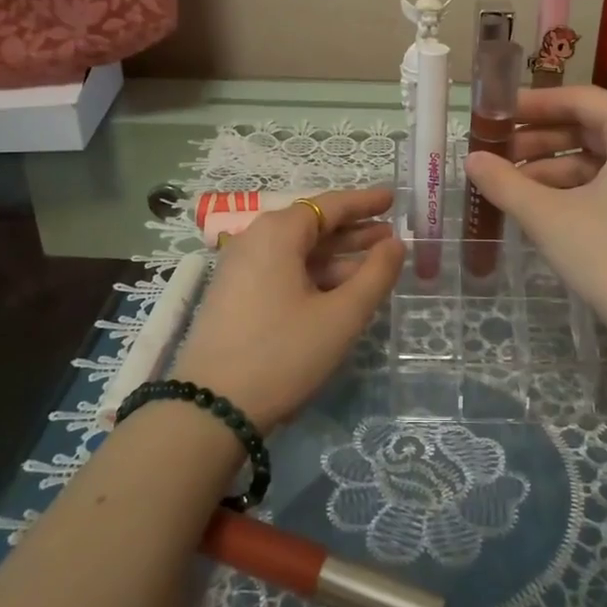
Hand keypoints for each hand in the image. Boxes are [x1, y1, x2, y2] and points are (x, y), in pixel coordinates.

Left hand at [175, 187, 403, 431]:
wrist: (211, 409)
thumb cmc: (284, 353)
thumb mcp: (341, 316)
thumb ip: (375, 275)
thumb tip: (395, 244)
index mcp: (277, 233)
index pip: (330, 205)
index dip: (365, 202)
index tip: (393, 198)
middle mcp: (254, 240)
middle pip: (313, 227)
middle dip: (355, 231)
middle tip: (393, 235)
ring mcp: (240, 268)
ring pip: (298, 252)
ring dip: (337, 257)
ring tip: (376, 264)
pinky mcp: (235, 295)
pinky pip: (282, 271)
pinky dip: (314, 275)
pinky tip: (340, 291)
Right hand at [464, 87, 606, 361]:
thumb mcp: (548, 216)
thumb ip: (504, 183)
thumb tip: (471, 159)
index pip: (579, 99)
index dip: (534, 104)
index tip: (497, 114)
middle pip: (589, 127)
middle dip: (539, 139)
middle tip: (496, 152)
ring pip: (598, 158)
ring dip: (552, 167)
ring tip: (509, 183)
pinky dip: (575, 188)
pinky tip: (539, 205)